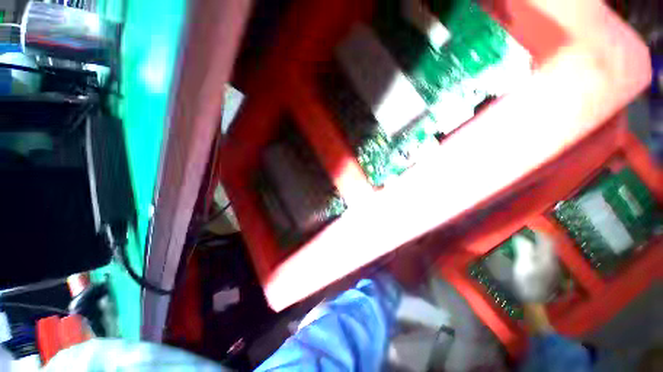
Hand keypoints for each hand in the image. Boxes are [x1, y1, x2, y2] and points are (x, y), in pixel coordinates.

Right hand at [512, 232, 559, 303]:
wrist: (534, 300)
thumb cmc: (526, 281)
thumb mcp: (522, 264)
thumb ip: (523, 250)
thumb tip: (521, 237)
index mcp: (546, 257)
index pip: (547, 241)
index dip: (540, 233)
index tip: (531, 229)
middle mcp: (552, 261)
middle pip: (549, 247)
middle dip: (541, 240)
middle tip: (530, 236)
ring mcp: (553, 269)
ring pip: (549, 253)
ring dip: (541, 247)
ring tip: (531, 245)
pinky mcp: (550, 274)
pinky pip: (547, 259)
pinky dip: (541, 254)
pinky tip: (535, 257)